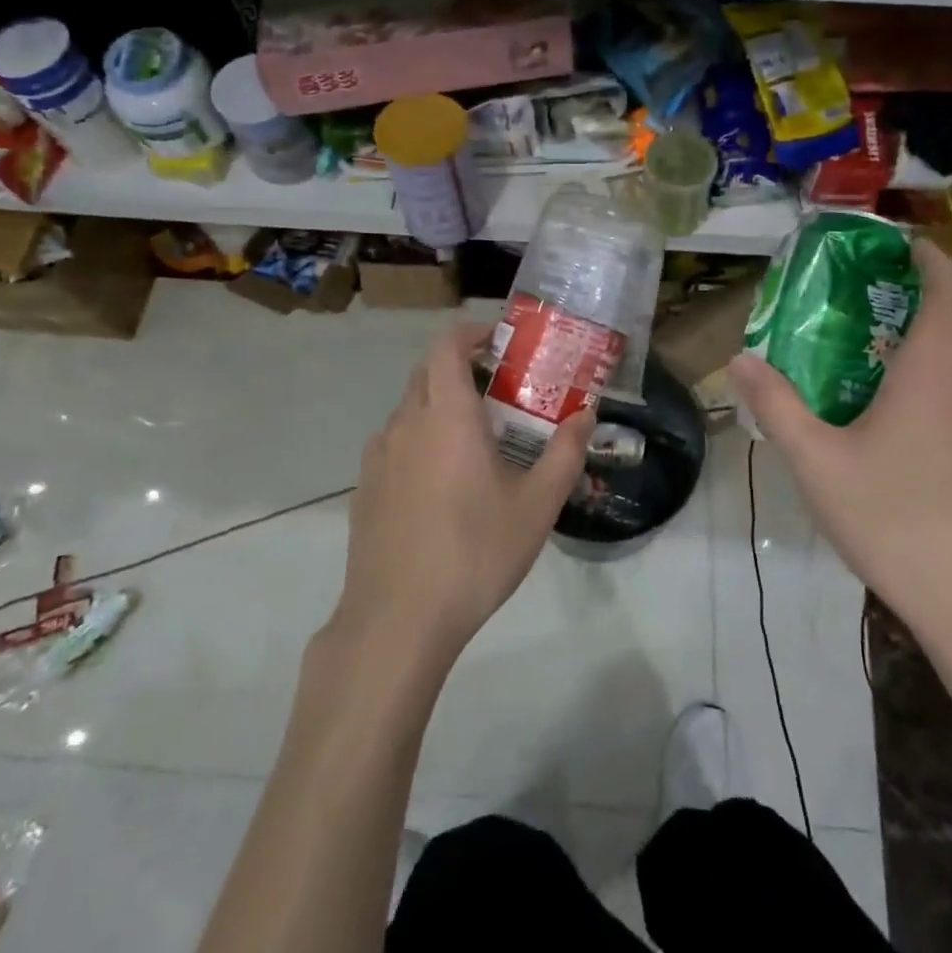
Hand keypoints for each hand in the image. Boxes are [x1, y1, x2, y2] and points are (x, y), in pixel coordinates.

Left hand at [334, 323, 593, 665]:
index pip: (447, 346)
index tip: (500, 343)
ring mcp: (377, 457)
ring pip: (410, 411)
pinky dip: (421, 442)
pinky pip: (396, 445)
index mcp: (446, 415)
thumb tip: (586, 415)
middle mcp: (405, 424)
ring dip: (441, 408)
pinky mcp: (365, 489)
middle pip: (427, 373)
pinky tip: (443, 486)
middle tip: (500, 392)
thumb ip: (565, 452)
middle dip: (461, 369)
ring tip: (476, 443)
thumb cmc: (475, 552)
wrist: (399, 619)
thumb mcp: (537, 505)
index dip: (472, 333)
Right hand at [728, 238, 951, 649]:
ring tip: (905, 369)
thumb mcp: (816, 463)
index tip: (912, 247)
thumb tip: (739, 359)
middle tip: (909, 305)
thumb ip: (776, 407)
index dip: (933, 263)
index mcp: (931, 376)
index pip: (947, 296)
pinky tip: (924, 433)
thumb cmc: (892, 519)